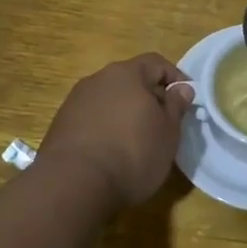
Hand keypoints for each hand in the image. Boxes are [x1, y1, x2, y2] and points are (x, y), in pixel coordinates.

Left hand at [39, 54, 192, 206]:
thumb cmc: (132, 153)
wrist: (73, 184)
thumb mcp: (168, 132)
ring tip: (137, 140)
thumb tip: (181, 88)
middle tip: (164, 122)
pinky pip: (92, 118)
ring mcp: (76, 101)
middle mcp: (98, 79)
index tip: (186, 100)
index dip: (175, 78)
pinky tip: (111, 152)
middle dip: (149, 97)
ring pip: (110, 99)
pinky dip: (106, 128)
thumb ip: (176, 106)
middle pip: (130, 80)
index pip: (156, 63)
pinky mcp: (61, 124)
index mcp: (127, 73)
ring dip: (125, 113)